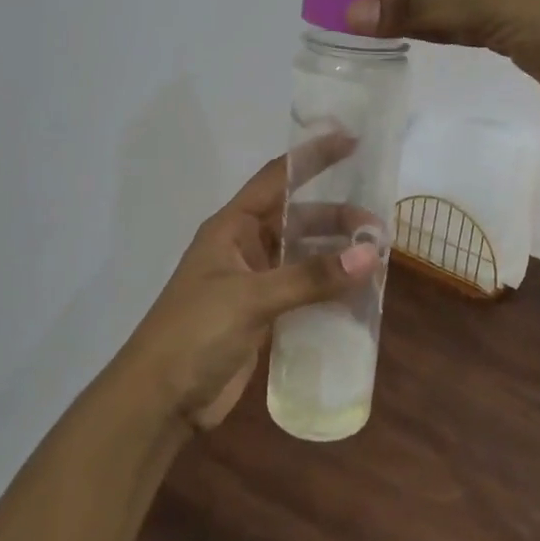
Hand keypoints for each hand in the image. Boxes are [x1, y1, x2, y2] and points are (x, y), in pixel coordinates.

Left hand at [122, 139, 379, 431]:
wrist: (160, 399)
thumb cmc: (195, 332)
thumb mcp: (251, 298)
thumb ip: (310, 277)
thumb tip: (370, 255)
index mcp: (231, 227)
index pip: (277, 178)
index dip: (312, 158)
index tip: (351, 142)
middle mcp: (244, 247)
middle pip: (298, 220)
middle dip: (336, 220)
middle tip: (379, 230)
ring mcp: (253, 283)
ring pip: (303, 257)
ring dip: (336, 257)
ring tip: (377, 262)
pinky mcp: (262, 316)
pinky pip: (303, 292)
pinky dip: (329, 291)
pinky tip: (359, 297)